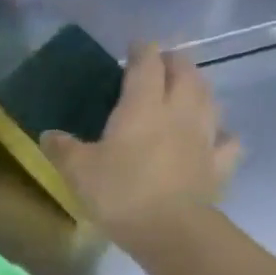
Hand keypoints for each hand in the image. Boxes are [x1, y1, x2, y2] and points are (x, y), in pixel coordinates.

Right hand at [42, 42, 240, 251]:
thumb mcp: (77, 170)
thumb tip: (49, 134)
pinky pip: (226, 140)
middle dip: (174, 61)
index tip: (135, 46)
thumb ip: (63, 148)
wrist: (169, 228)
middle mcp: (180, 111)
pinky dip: (221, 133)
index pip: (147, 64)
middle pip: (185, 73)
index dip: (142, 50)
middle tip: (162, 62)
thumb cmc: (119, 191)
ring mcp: (205, 136)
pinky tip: (214, 137)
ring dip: (199, 88)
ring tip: (188, 89)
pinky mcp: (219, 163)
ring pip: (209, 98)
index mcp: (143, 106)